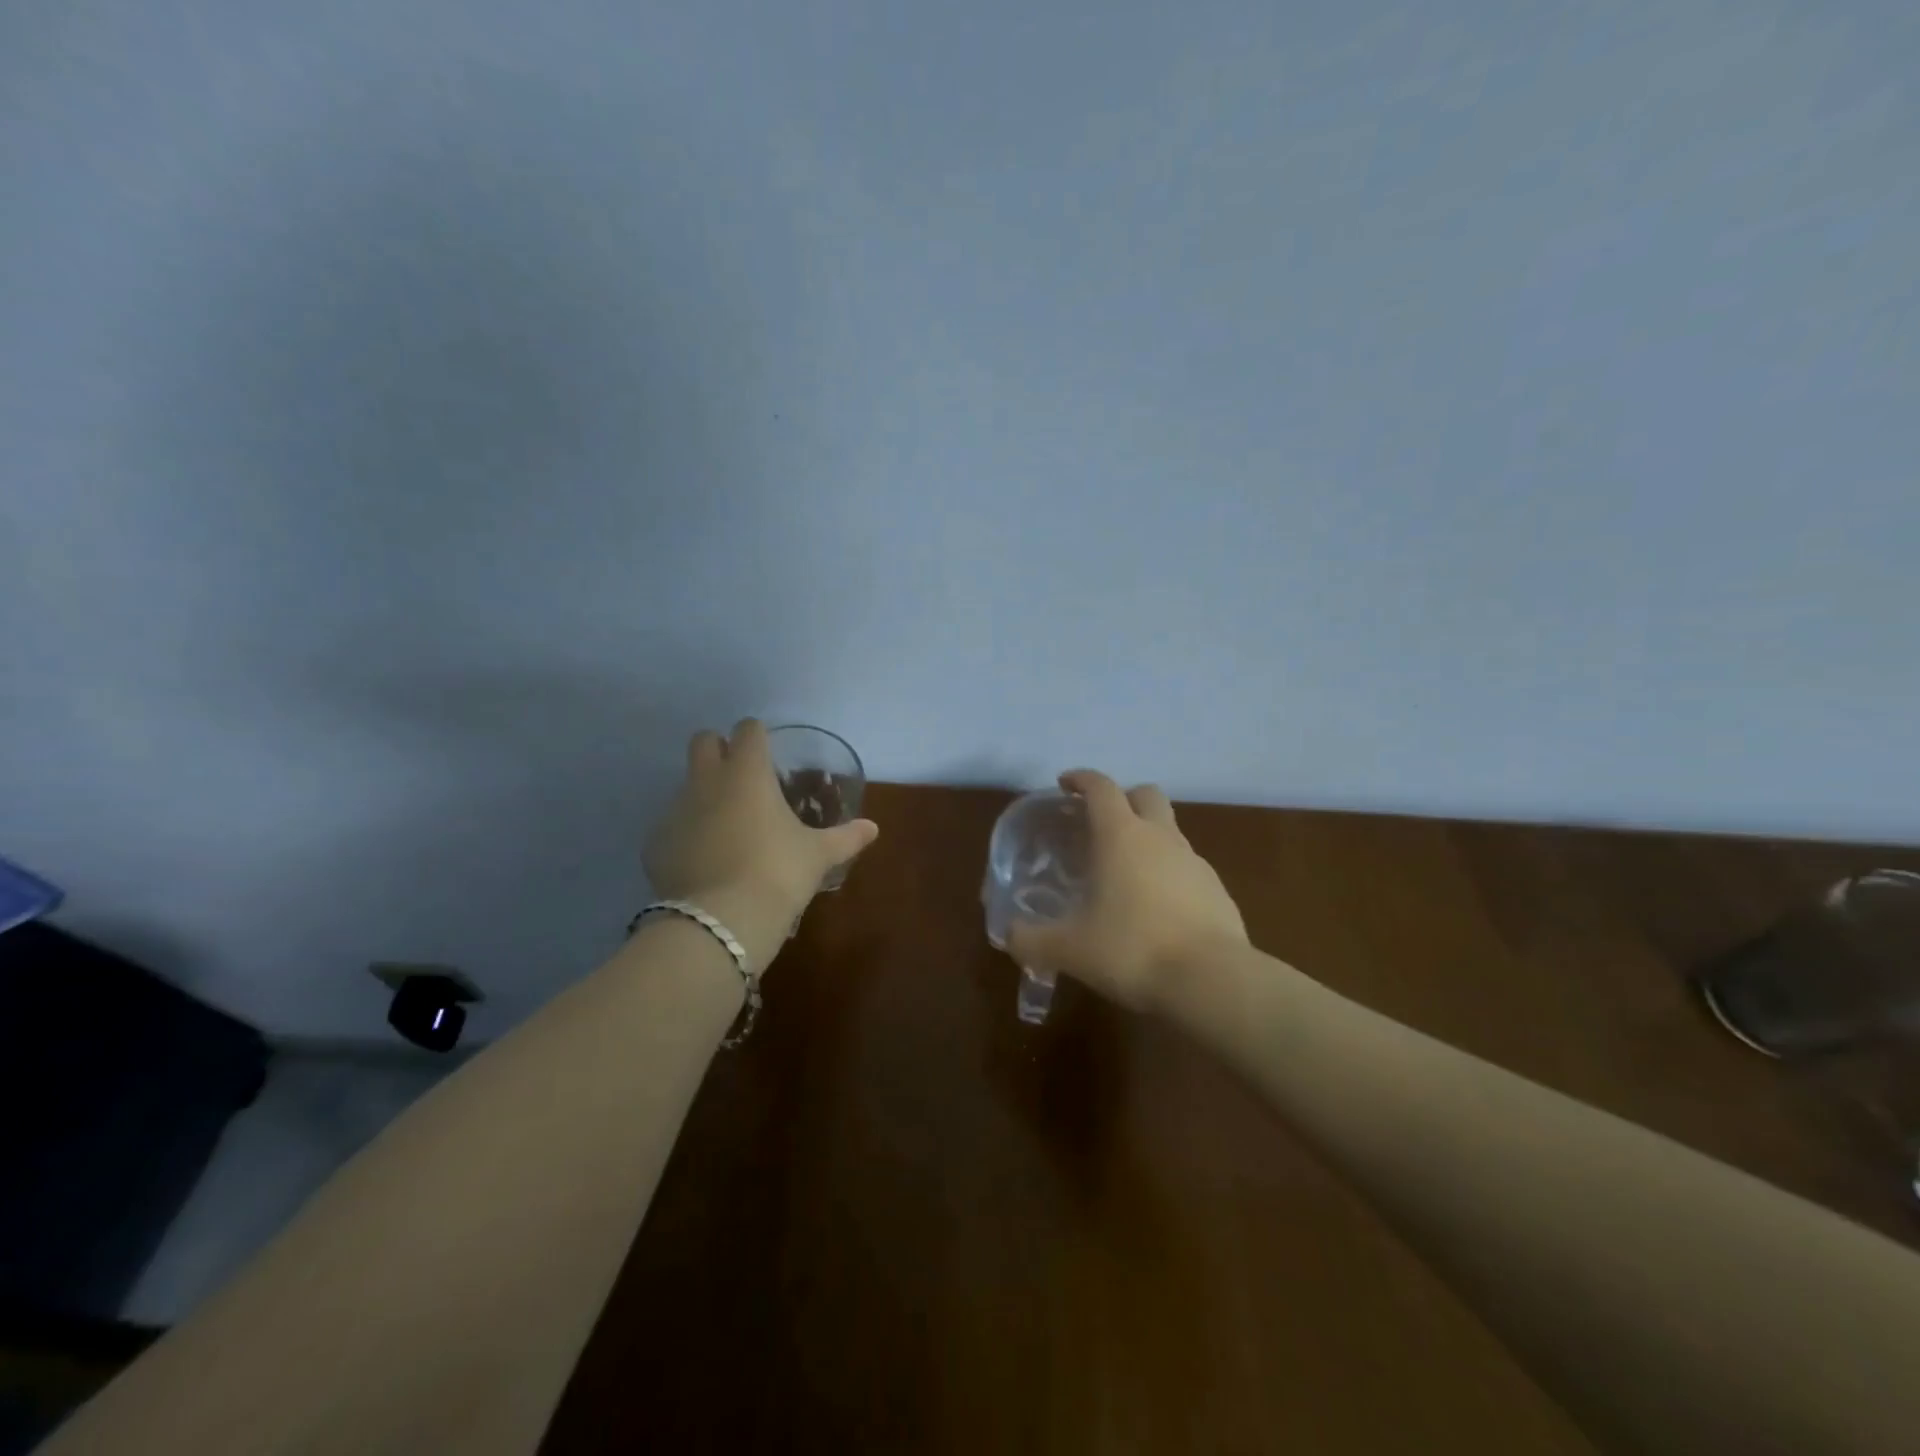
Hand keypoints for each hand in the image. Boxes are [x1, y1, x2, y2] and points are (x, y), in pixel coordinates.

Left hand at [643, 719, 878, 973]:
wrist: (721, 920)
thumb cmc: (778, 873)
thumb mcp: (818, 855)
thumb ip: (845, 837)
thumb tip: (872, 828)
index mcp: (747, 773)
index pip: (748, 730)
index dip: (758, 736)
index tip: (769, 753)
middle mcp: (707, 782)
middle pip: (703, 741)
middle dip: (718, 749)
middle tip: (741, 777)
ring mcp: (675, 811)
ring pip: (686, 786)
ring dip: (703, 796)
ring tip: (727, 829)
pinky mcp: (655, 844)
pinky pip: (672, 828)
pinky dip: (687, 836)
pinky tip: (705, 862)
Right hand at [1007, 770, 1247, 1014]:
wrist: (1213, 982)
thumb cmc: (1132, 950)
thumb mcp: (1069, 949)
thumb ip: (1031, 940)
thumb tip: (1009, 935)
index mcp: (1121, 836)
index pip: (1101, 788)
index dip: (1081, 779)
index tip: (1065, 784)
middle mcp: (1161, 837)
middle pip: (1146, 794)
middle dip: (1123, 798)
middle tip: (1100, 823)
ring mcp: (1195, 862)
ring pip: (1170, 831)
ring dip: (1147, 838)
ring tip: (1124, 875)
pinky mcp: (1218, 891)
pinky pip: (1187, 868)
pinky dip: (1169, 874)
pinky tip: (1156, 910)